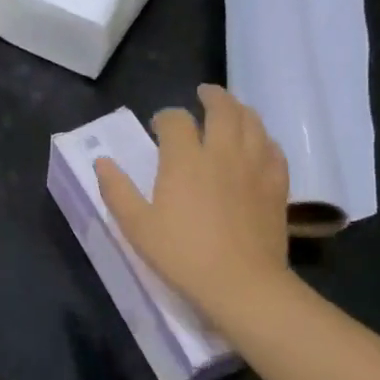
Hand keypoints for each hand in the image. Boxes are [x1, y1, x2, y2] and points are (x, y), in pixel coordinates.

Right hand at [95, 85, 292, 317]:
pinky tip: (258, 143)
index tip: (159, 126)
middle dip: (211, 96)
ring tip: (231, 109)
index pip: (176, 120)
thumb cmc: (183, 255)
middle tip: (203, 94)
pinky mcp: (277, 185)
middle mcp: (221, 153)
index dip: (166, 117)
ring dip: (239, 109)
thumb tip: (102, 161)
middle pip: (222, 108)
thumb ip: (117, 190)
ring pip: (252, 122)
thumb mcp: (137, 226)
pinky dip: (263, 137)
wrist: (243, 285)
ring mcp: (254, 167)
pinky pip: (273, 148)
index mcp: (185, 160)